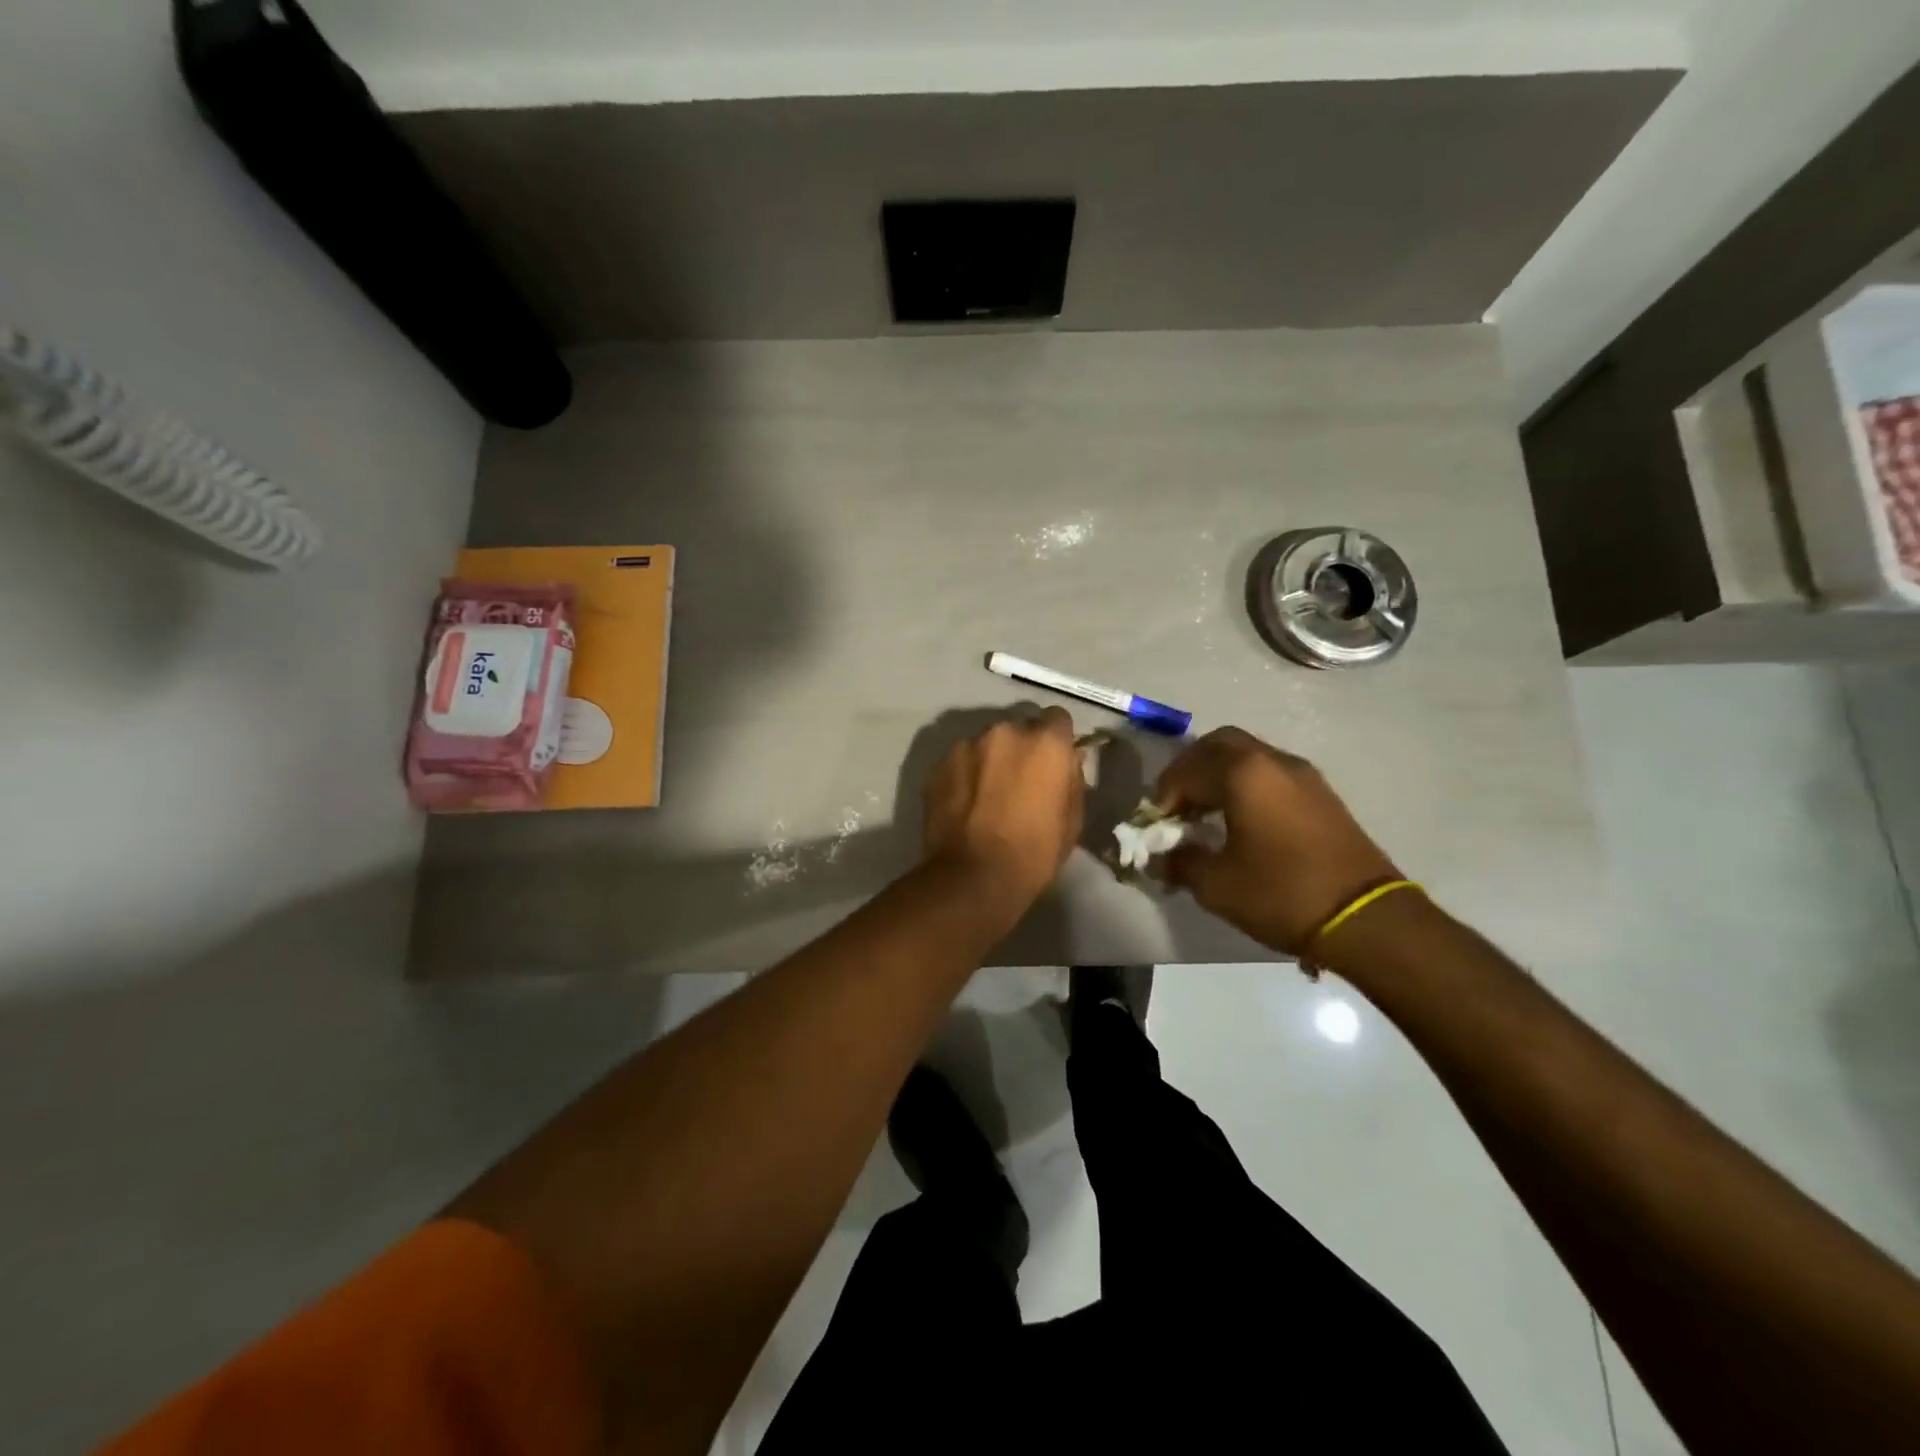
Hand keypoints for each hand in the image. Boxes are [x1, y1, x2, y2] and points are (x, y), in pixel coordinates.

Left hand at [922, 708, 1085, 905]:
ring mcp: (966, 745)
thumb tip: (1067, 762)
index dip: (1056, 740)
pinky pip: (959, 761)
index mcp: (1044, 742)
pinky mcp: (938, 765)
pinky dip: (964, 775)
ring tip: (987, 795)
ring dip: (990, 760)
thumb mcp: (1073, 819)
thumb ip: (1071, 779)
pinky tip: (965, 804)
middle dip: (1021, 749)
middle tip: (1019, 781)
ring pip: (985, 744)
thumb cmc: (1034, 853)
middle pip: (1018, 729)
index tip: (1052, 762)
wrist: (972, 877)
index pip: (1057, 718)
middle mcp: (1004, 731)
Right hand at [1154, 727, 1399, 954]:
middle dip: (1190, 770)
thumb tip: (1160, 859)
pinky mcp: (1322, 795)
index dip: (1164, 796)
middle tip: (1177, 805)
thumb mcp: (1216, 884)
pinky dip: (1246, 786)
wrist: (1366, 919)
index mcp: (1242, 773)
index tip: (1156, 826)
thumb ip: (1180, 863)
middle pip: (1218, 745)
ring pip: (1247, 757)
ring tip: (1205, 816)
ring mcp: (1303, 776)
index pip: (1187, 770)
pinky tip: (1240, 822)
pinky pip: (1270, 774)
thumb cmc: (1281, 893)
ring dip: (1219, 777)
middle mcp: (1272, 761)